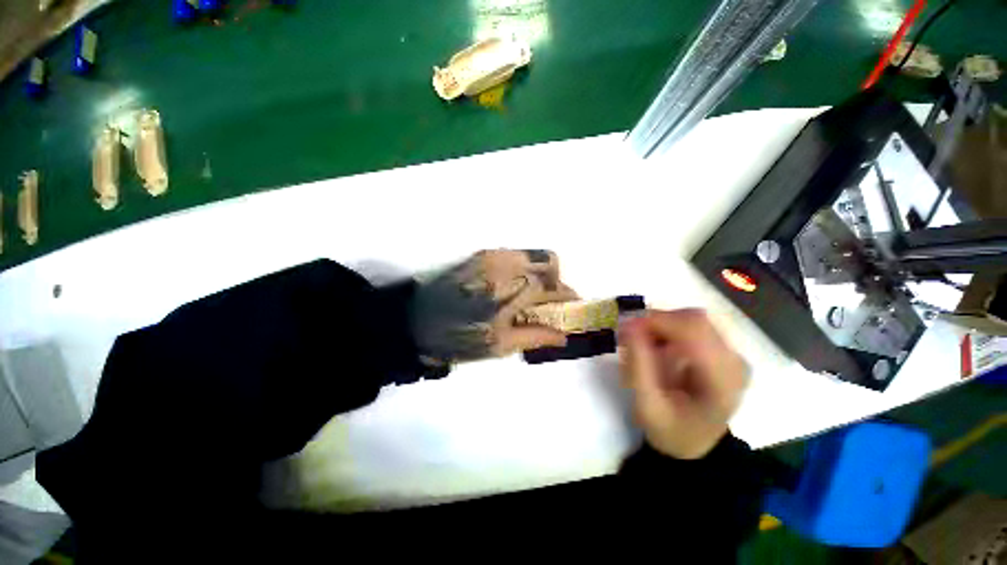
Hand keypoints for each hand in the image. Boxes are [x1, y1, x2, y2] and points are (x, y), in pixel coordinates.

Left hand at [410, 250, 577, 363]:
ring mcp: (493, 256)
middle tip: (550, 301)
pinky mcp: (482, 254)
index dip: (569, 295)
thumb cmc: (457, 338)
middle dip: (557, 281)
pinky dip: (525, 267)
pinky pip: (516, 254)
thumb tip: (564, 336)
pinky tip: (515, 285)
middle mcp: (506, 267)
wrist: (415, 319)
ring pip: (534, 254)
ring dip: (542, 272)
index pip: (554, 287)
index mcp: (511, 293)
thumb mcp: (498, 346)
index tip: (572, 304)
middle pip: (549, 261)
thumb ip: (535, 337)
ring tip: (532, 294)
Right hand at [618, 309, 748, 459]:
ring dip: (660, 324)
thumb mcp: (647, 405)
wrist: (696, 442)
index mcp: (723, 380)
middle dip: (655, 321)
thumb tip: (628, 324)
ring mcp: (732, 353)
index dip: (656, 320)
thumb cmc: (671, 430)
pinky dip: (667, 328)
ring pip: (691, 318)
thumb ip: (638, 365)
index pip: (693, 330)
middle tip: (628, 334)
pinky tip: (655, 345)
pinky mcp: (723, 349)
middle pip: (693, 319)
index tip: (625, 325)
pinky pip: (691, 325)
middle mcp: (734, 361)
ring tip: (640, 342)